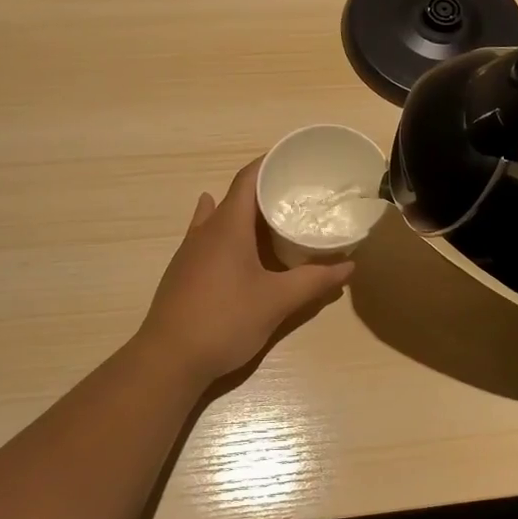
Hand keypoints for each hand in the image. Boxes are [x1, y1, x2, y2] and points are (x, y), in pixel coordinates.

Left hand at [135, 158, 355, 386]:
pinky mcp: (184, 271)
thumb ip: (314, 281)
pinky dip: (229, 233)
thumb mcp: (277, 301)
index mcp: (228, 226)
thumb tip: (348, 266)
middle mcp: (205, 230)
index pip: (248, 178)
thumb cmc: (225, 320)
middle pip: (235, 196)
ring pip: (220, 217)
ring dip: (246, 212)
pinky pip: (208, 238)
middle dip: (265, 190)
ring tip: (274, 216)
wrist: (169, 359)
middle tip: (298, 193)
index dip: (269, 163)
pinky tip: (235, 243)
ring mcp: (190, 251)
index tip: (295, 159)